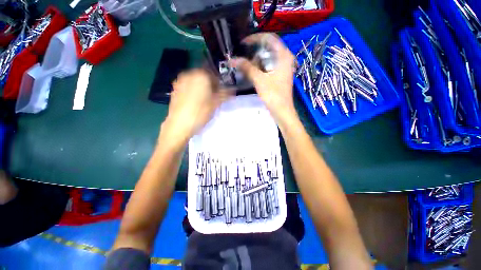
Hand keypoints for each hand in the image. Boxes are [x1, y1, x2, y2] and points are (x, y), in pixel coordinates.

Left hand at [161, 69, 229, 144]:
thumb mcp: (215, 104)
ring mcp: (180, 82)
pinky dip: (193, 91)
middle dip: (210, 85)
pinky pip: (187, 87)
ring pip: (195, 82)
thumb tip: (233, 90)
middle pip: (204, 77)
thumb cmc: (200, 113)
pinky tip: (195, 102)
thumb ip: (225, 95)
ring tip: (205, 101)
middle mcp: (189, 75)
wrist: (178, 125)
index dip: (220, 84)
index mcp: (201, 76)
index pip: (214, 75)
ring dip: (202, 88)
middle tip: (214, 97)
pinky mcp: (174, 90)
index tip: (222, 92)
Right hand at [231, 33, 297, 124]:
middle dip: (254, 50)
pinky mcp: (279, 75)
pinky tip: (252, 71)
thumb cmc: (273, 95)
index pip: (269, 38)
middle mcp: (285, 58)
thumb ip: (247, 68)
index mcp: (284, 55)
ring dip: (256, 60)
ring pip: (268, 57)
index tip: (243, 44)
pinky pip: (268, 66)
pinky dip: (260, 67)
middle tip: (242, 55)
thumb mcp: (259, 80)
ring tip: (245, 64)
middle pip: (268, 47)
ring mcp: (283, 67)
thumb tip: (233, 59)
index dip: (255, 38)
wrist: (282, 111)